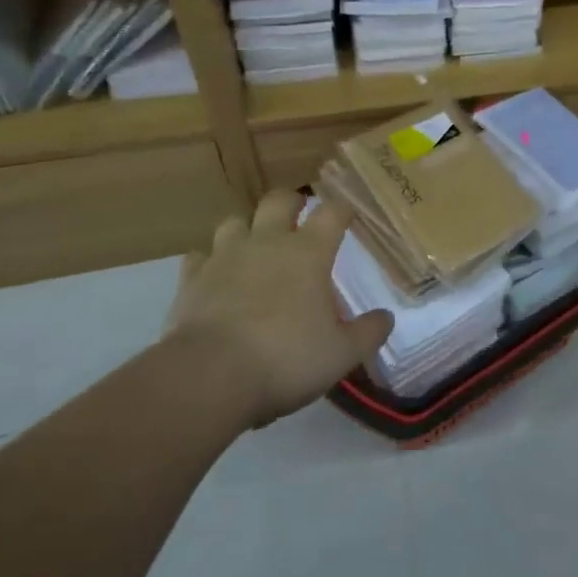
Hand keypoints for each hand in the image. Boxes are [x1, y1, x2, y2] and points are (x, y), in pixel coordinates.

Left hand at [168, 192, 393, 429]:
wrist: (209, 376)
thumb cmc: (285, 359)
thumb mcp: (341, 354)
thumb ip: (367, 333)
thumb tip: (386, 318)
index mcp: (308, 253)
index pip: (332, 212)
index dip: (343, 208)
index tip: (349, 211)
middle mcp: (267, 242)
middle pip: (279, 200)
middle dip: (291, 201)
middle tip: (299, 214)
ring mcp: (225, 256)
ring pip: (234, 221)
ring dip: (246, 227)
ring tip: (253, 244)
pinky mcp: (191, 279)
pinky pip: (198, 256)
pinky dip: (208, 260)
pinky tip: (213, 275)